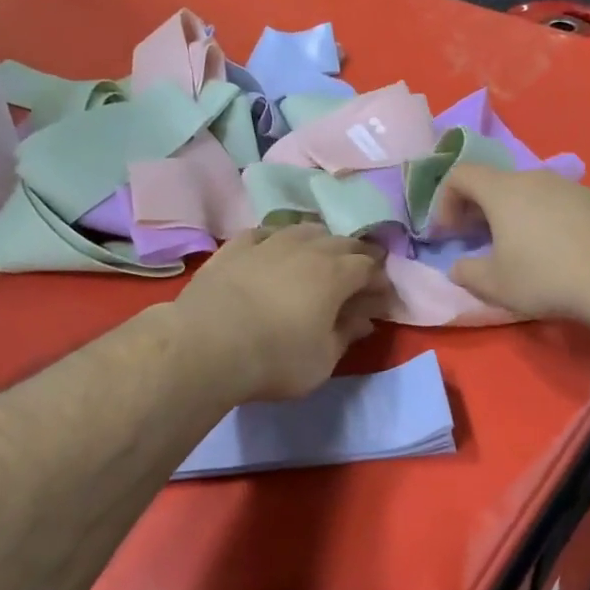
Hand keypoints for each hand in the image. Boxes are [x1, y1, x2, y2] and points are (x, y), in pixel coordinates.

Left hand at [174, 225, 392, 400]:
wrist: (207, 345)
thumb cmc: (275, 358)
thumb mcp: (322, 359)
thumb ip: (346, 335)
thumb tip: (364, 320)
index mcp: (335, 274)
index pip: (369, 267)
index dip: (380, 281)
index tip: (382, 297)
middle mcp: (306, 248)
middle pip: (341, 242)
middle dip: (356, 255)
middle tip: (360, 273)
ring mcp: (268, 243)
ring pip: (303, 229)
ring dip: (320, 240)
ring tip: (320, 255)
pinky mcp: (234, 248)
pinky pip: (264, 233)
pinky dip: (277, 239)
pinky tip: (275, 247)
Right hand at [434, 164, 589, 321]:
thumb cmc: (546, 276)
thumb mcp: (495, 285)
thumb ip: (466, 273)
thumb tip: (457, 268)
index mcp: (503, 191)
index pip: (460, 174)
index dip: (444, 201)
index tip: (448, 233)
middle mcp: (536, 178)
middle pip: (497, 183)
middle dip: (479, 209)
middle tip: (478, 241)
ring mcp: (572, 186)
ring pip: (532, 193)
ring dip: (516, 215)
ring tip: (521, 248)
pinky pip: (562, 205)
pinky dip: (549, 220)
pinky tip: (561, 252)